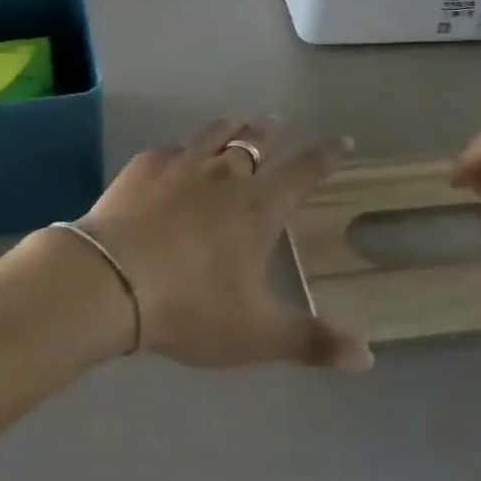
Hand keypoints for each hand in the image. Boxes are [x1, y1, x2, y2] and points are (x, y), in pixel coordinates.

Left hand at [75, 121, 373, 370]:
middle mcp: (224, 176)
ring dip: (231, 128)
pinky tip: (176, 156)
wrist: (111, 280)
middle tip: (278, 123)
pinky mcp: (143, 167)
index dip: (326, 155)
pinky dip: (182, 150)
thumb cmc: (191, 306)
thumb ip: (312, 342)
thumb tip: (368, 357)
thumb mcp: (257, 334)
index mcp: (258, 209)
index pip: (303, 172)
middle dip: (271, 132)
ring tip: (238, 123)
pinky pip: (170, 149)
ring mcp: (181, 166)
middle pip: (255, 143)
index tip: (343, 140)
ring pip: (214, 134)